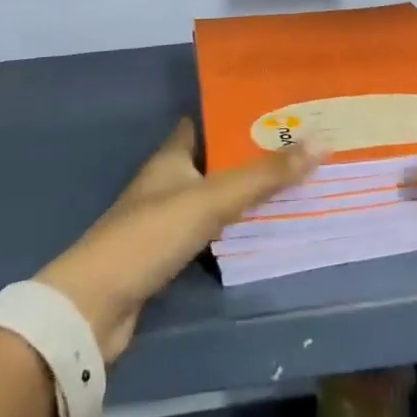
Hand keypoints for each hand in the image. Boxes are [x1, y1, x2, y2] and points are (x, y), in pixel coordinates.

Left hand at [38, 118, 317, 360]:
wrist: (96, 307)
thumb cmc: (150, 235)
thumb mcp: (212, 200)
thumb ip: (264, 175)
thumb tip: (320, 142)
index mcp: (171, 156)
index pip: (205, 121)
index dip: (235, 112)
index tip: (277, 108)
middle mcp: (167, 180)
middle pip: (214, 159)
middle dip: (250, 154)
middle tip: (297, 148)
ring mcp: (165, 219)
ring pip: (213, 197)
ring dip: (244, 193)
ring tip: (291, 184)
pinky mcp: (166, 255)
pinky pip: (209, 231)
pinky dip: (232, 228)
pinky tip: (261, 230)